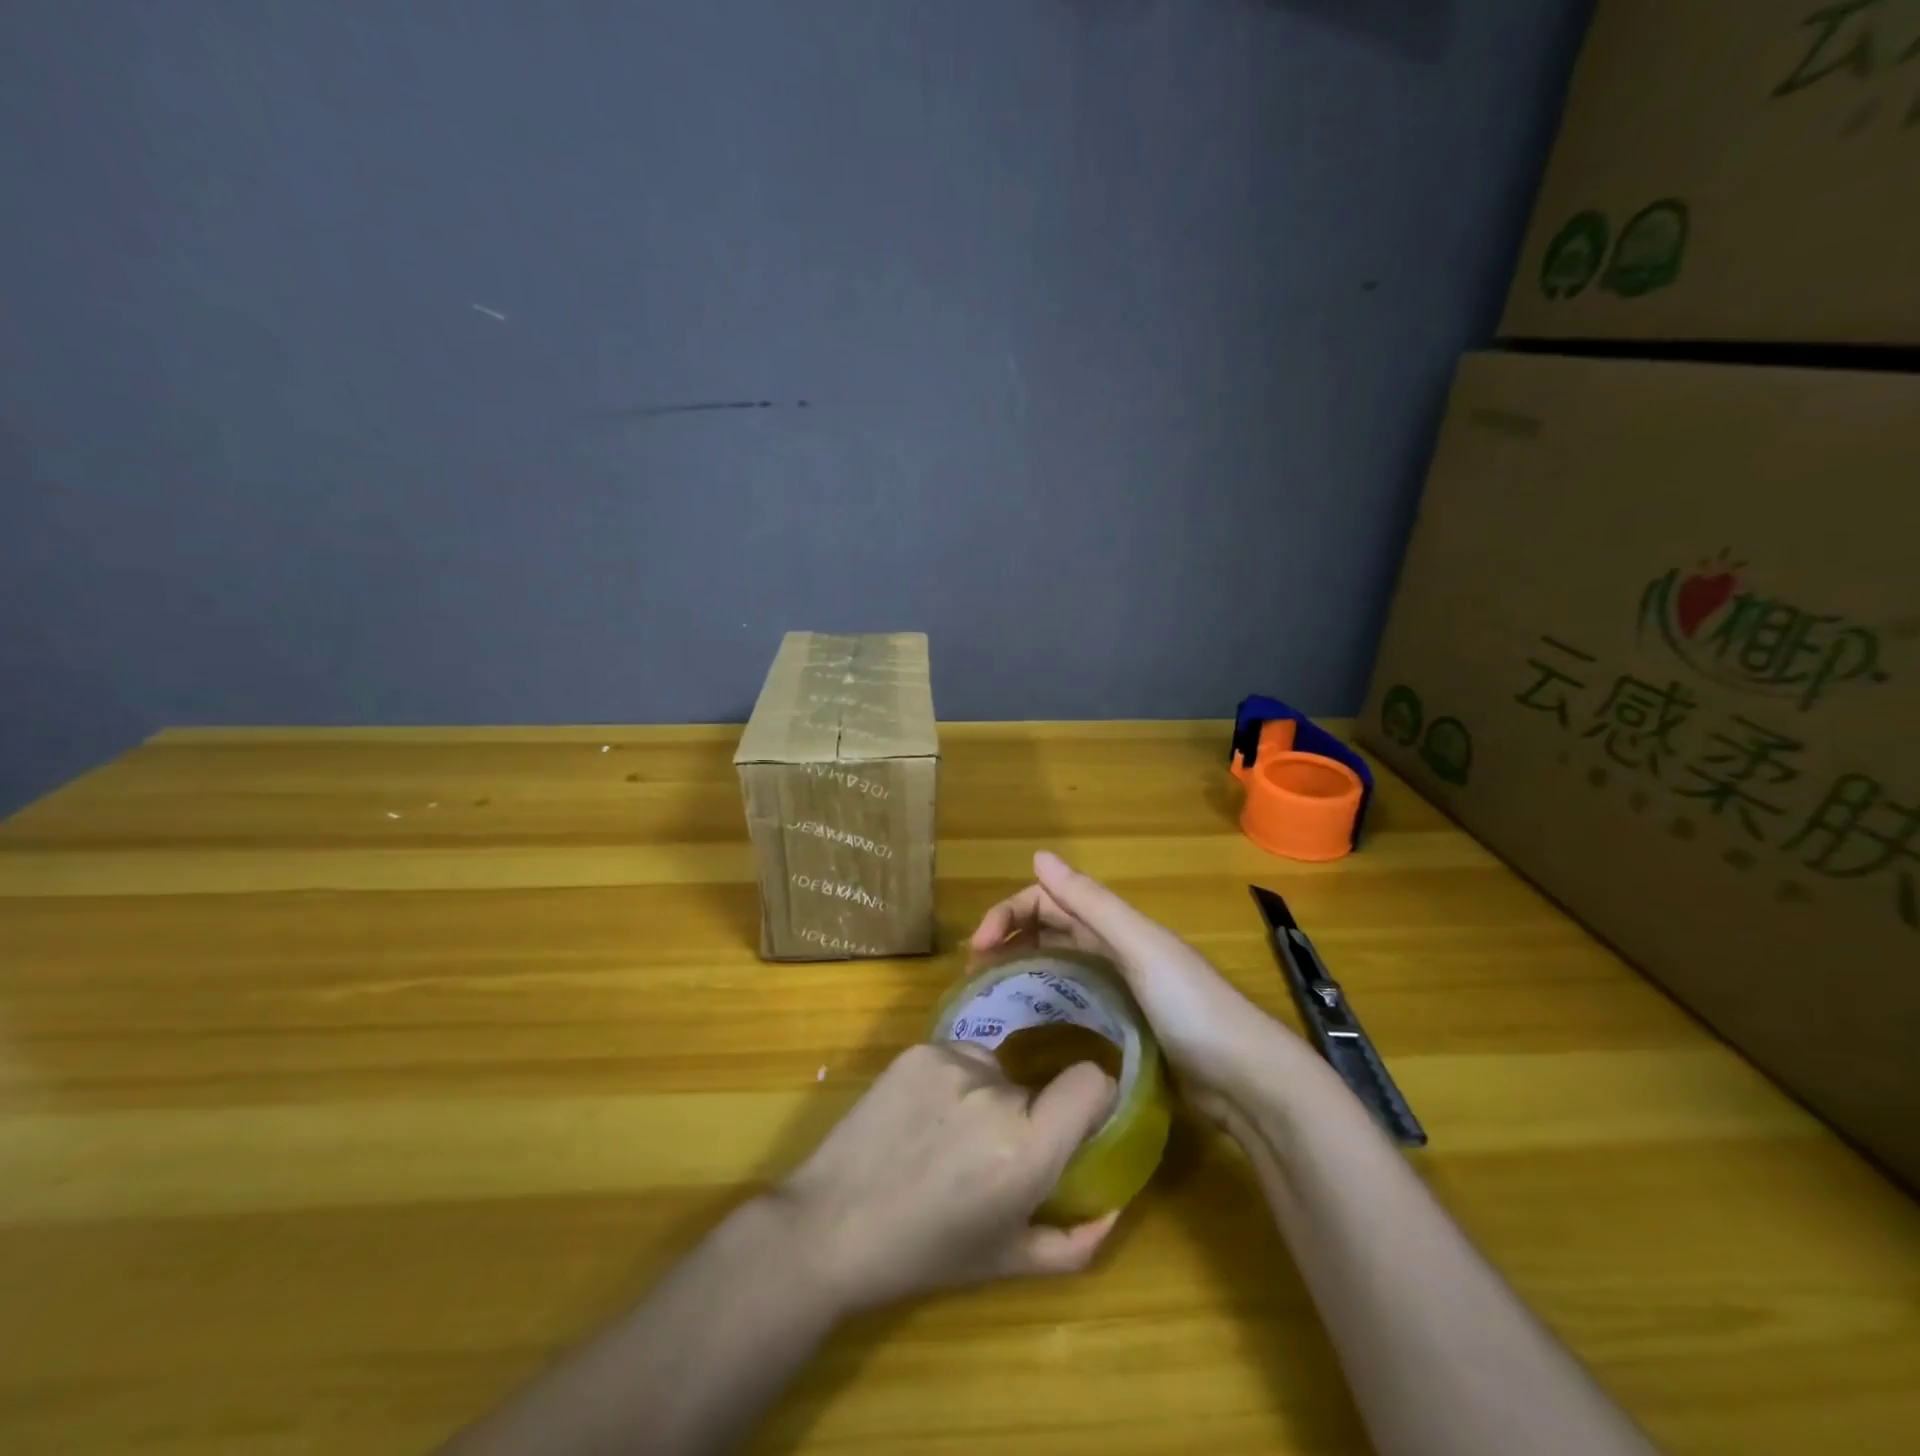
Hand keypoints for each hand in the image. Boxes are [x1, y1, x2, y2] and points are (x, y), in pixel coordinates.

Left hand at [776, 1041, 1119, 1314]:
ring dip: (988, 1095)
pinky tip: (920, 1117)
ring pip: (995, 1067)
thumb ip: (1074, 1241)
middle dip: (1026, 1113)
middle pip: (1036, 1083)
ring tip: (946, 1137)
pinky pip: (957, 1056)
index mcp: (1025, 1148)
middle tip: (991, 1153)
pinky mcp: (918, 1049)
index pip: (1091, 1081)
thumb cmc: (924, 1254)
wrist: (830, 1225)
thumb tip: (1114, 1208)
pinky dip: (952, 1081)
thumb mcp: (1007, 1262)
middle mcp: (994, 1092)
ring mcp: (950, 1061)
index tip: (1078, 1122)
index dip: (1093, 1098)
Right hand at [970, 851, 1313, 1123]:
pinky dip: (1049, 997)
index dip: (1010, 913)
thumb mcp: (1141, 948)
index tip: (978, 949)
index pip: (1049, 900)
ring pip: (1061, 961)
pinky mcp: (1127, 1027)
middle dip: (1011, 937)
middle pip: (1051, 927)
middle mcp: (1117, 948)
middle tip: (976, 971)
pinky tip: (1031, 1019)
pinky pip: (1076, 999)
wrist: (1249, 1083)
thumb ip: (1091, 903)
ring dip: (1025, 964)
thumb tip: (1038, 856)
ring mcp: (1122, 989)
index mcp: (1118, 925)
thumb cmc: (1192, 1008)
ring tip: (992, 992)